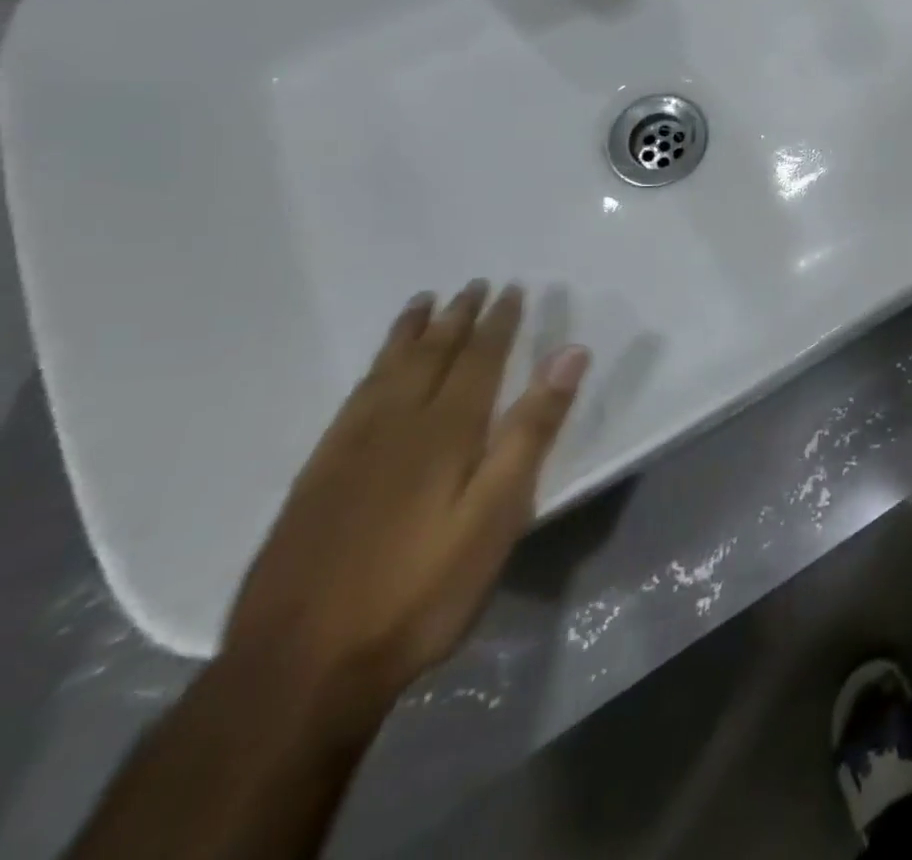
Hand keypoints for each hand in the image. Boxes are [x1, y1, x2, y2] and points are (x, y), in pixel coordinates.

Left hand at [223, 282, 589, 726]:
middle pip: (430, 357)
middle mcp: (395, 426)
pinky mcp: (315, 480)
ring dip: (409, 335)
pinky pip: (350, 402)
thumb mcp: (497, 513)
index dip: (499, 323)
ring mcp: (348, 452)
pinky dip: (370, 372)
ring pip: (385, 374)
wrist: (298, 670)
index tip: (513, 288)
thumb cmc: (422, 589)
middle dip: (455, 318)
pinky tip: (373, 374)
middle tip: (471, 285)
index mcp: (445, 431)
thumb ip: (532, 430)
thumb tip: (569, 354)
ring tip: (421, 303)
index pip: (479, 359)